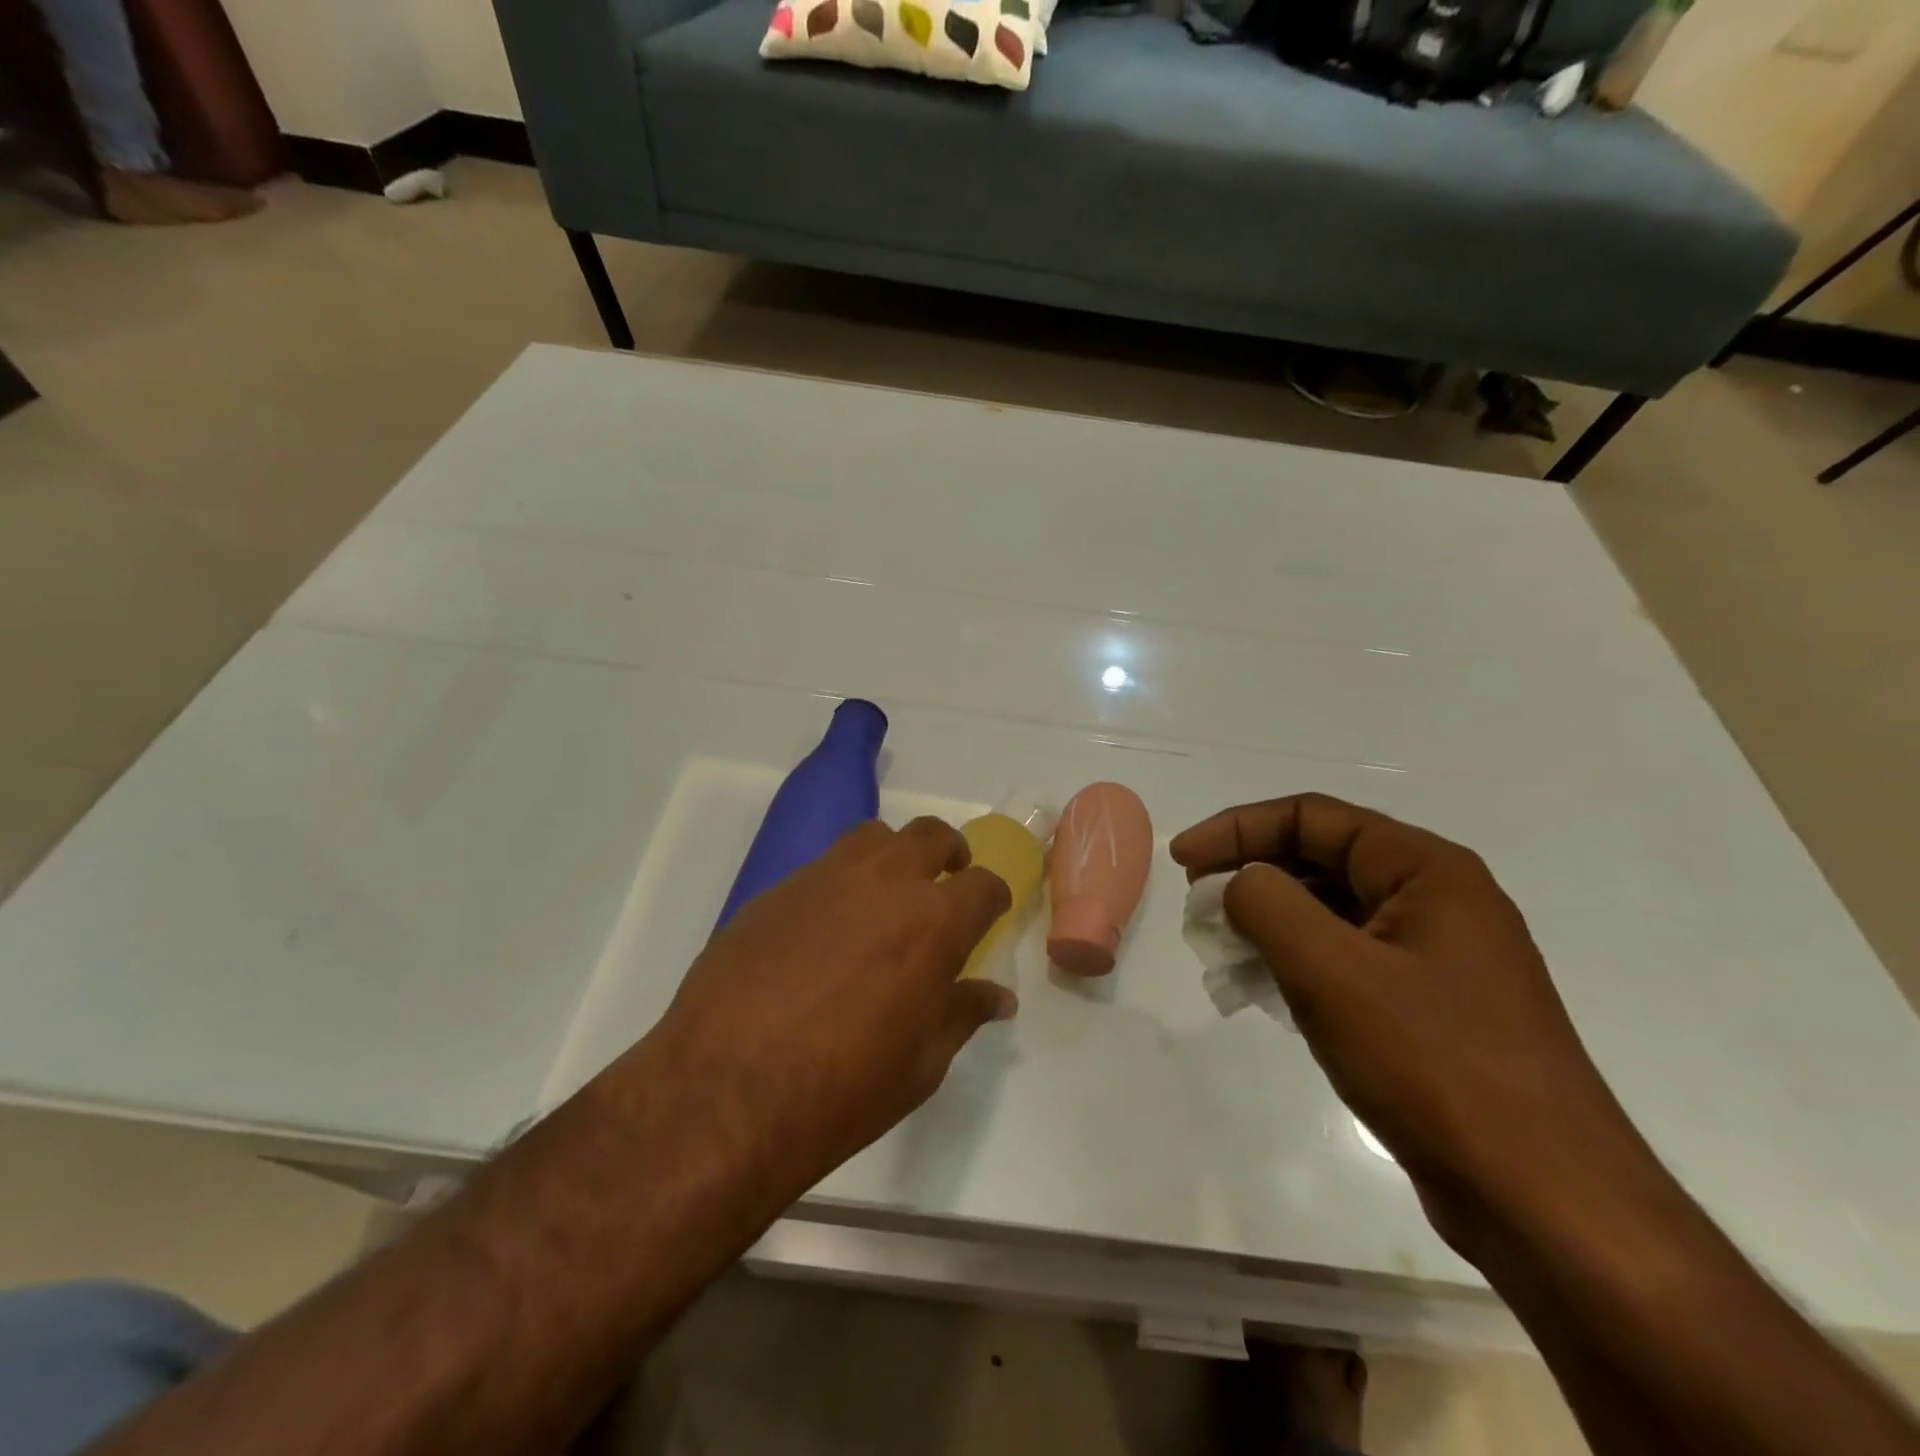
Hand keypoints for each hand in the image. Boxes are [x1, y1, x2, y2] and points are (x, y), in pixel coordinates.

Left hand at [650, 817, 1014, 1199]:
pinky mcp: (777, 889)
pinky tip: (823, 931)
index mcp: (934, 923)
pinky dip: (840, 885)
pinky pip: (822, 868)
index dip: (993, 898)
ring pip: (873, 838)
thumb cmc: (842, 1090)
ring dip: (892, 857)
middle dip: (949, 854)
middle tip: (945, 882)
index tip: (989, 914)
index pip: (984, 886)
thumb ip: (962, 1014)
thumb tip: (999, 997)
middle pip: (931, 835)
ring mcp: (826, 878)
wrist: (724, 1091)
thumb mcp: (920, 1065)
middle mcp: (886, 882)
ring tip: (885, 896)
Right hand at [1171, 793, 1649, 1246]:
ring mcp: (1435, 957)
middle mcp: (1436, 900)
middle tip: (1196, 906)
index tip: (1182, 860)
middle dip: (1250, 876)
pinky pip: (1345, 960)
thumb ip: (1268, 904)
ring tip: (1220, 954)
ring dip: (1267, 923)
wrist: (1544, 1200)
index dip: (1237, 829)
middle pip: (1320, 860)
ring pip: (1330, 913)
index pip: (1312, 818)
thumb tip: (1239, 883)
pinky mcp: (1428, 1007)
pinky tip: (1261, 991)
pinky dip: (1295, 963)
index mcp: (1426, 870)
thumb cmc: (1434, 1064)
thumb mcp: (1332, 971)